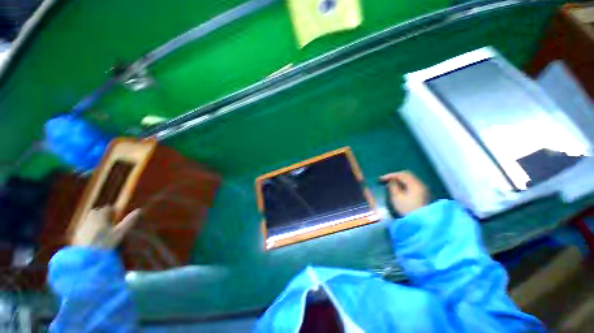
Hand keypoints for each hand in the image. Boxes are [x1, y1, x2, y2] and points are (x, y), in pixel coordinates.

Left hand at [71, 207, 141, 248]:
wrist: (86, 258)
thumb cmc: (106, 243)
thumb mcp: (120, 232)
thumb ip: (129, 221)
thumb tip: (140, 210)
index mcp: (100, 216)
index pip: (107, 208)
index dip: (113, 211)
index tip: (117, 216)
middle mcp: (89, 218)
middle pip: (96, 212)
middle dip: (102, 215)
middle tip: (109, 221)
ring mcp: (81, 227)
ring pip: (89, 220)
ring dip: (95, 222)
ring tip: (102, 230)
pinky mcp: (76, 235)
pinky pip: (83, 228)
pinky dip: (89, 229)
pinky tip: (93, 238)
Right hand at [380, 171, 428, 215]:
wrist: (420, 221)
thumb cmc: (406, 208)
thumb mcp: (396, 197)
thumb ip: (392, 186)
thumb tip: (391, 181)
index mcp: (414, 184)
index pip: (401, 174)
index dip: (390, 175)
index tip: (380, 179)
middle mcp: (420, 184)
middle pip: (407, 175)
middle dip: (395, 176)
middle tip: (386, 179)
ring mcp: (422, 189)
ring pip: (410, 179)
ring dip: (400, 180)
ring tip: (391, 183)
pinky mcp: (422, 194)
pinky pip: (412, 184)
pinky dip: (404, 184)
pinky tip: (399, 188)